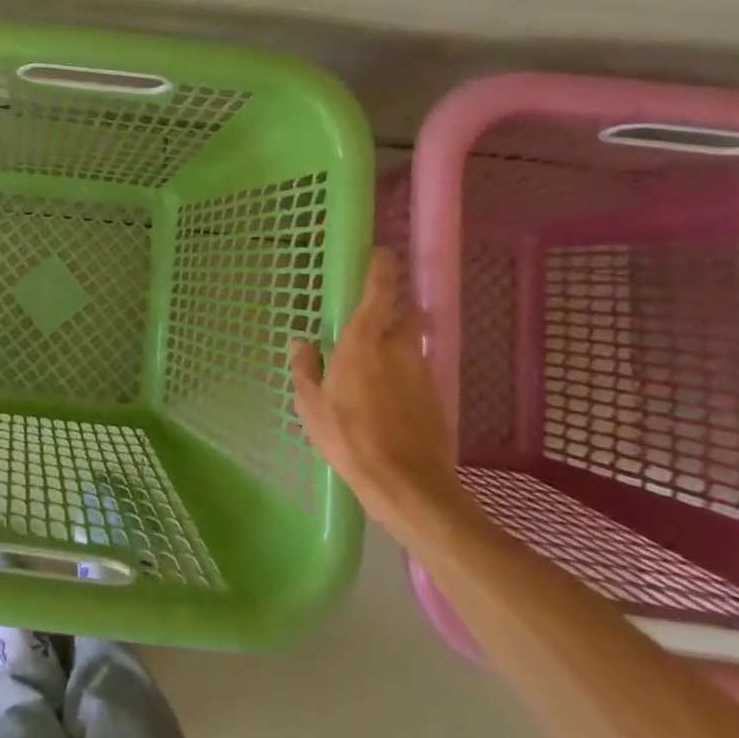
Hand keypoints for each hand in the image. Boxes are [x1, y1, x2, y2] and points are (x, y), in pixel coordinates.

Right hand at [292, 247, 468, 538]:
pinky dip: (402, 368)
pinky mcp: (435, 395)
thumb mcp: (311, 403)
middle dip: (390, 306)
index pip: (379, 292)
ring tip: (373, 359)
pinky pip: (415, 367)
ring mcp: (421, 371)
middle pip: (401, 313)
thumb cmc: (349, 437)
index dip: (382, 269)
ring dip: (395, 340)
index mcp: (364, 342)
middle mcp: (398, 348)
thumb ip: (306, 367)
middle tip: (369, 313)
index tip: (382, 253)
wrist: (408, 484)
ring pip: (409, 341)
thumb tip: (303, 343)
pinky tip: (386, 391)